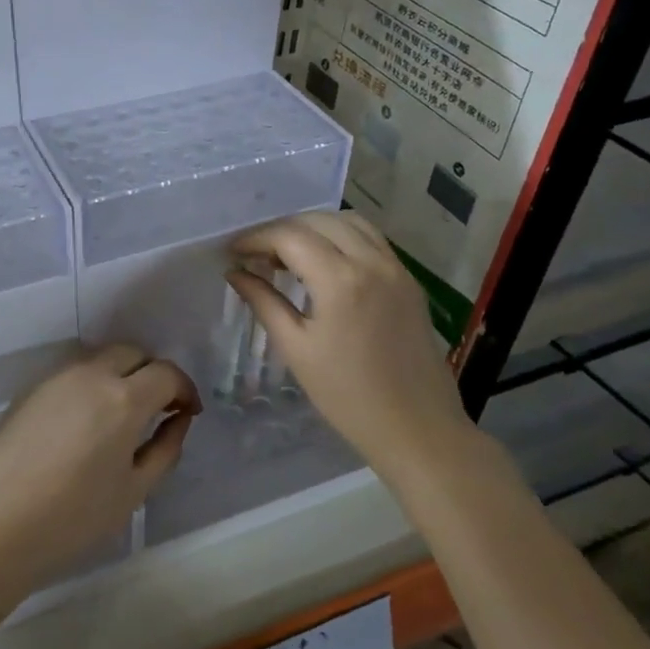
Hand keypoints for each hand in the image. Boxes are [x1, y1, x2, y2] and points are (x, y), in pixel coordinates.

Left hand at [0, 345, 198, 586]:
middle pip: (133, 352)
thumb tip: (178, 419)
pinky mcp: (31, 387)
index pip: (166, 373)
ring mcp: (57, 376)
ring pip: (101, 357)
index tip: (187, 412)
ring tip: (121, 414)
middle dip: (153, 373)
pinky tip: (86, 420)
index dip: (184, 389)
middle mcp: (91, 374)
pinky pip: (74, 371)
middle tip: (157, 408)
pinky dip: (92, 382)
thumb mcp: (134, 490)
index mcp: (123, 398)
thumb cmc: (74, 516)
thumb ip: (165, 448)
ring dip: (121, 374)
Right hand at [227, 213, 473, 483]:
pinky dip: (342, 237)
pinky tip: (324, 263)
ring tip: (289, 254)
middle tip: (256, 254)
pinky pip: (371, 239)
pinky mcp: (408, 280)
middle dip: (281, 230)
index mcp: (340, 280)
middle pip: (318, 221)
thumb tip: (236, 273)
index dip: (256, 238)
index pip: (289, 237)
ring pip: (349, 222)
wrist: (416, 428)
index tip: (233, 251)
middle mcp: (371, 262)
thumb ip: (263, 302)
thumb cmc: (347, 396)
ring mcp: (396, 268)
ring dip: (314, 228)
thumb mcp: (296, 349)